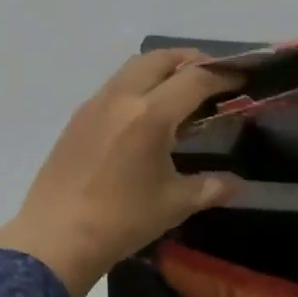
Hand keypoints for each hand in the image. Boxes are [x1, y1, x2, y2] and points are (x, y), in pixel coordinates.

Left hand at [0, 50, 242, 296]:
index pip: (195, 80)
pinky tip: (144, 115)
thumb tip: (236, 185)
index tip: (242, 80)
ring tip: (180, 91)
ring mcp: (95, 104)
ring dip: (161, 69)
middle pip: (161, 59)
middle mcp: (122, 98)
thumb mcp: (174, 204)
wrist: (55, 237)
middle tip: (212, 77)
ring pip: (133, 68)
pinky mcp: (77, 118)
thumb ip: (210, 188)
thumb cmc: (121, 221)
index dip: (224, 76)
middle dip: (191, 61)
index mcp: (150, 115)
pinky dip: (137, 85)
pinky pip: (114, 86)